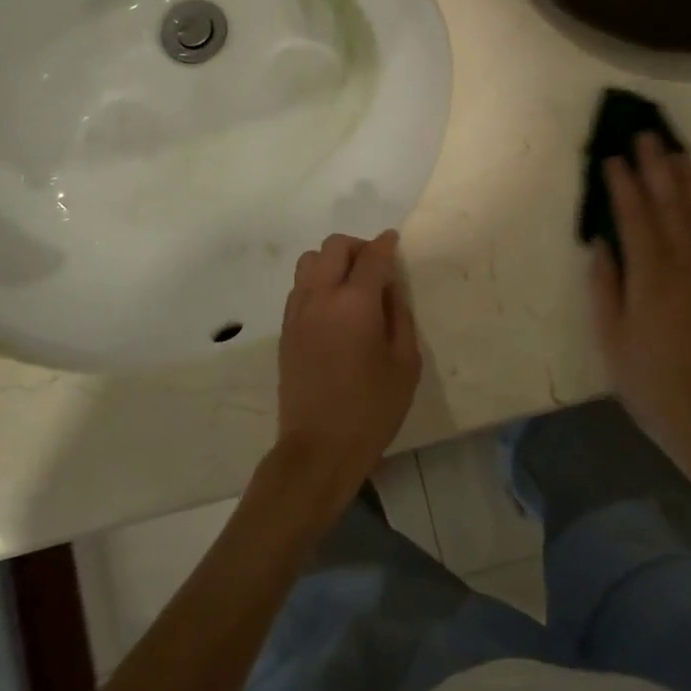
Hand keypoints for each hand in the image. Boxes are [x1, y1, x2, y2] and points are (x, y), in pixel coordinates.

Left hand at [274, 230, 421, 513]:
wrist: (318, 449)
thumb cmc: (372, 409)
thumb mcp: (405, 363)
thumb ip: (399, 316)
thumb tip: (390, 288)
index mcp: (355, 303)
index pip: (371, 256)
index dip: (386, 244)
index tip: (394, 241)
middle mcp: (321, 297)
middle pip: (334, 247)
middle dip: (358, 247)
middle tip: (376, 267)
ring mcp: (298, 312)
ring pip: (310, 261)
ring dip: (333, 261)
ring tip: (351, 284)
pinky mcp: (285, 329)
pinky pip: (299, 286)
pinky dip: (317, 281)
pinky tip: (333, 306)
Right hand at [591, 135, 690, 486]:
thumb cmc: (652, 383)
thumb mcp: (612, 339)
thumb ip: (606, 286)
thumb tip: (602, 243)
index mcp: (651, 276)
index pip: (635, 217)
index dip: (623, 185)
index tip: (612, 156)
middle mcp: (684, 264)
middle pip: (669, 204)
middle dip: (656, 166)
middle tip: (645, 134)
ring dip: (686, 177)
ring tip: (676, 149)